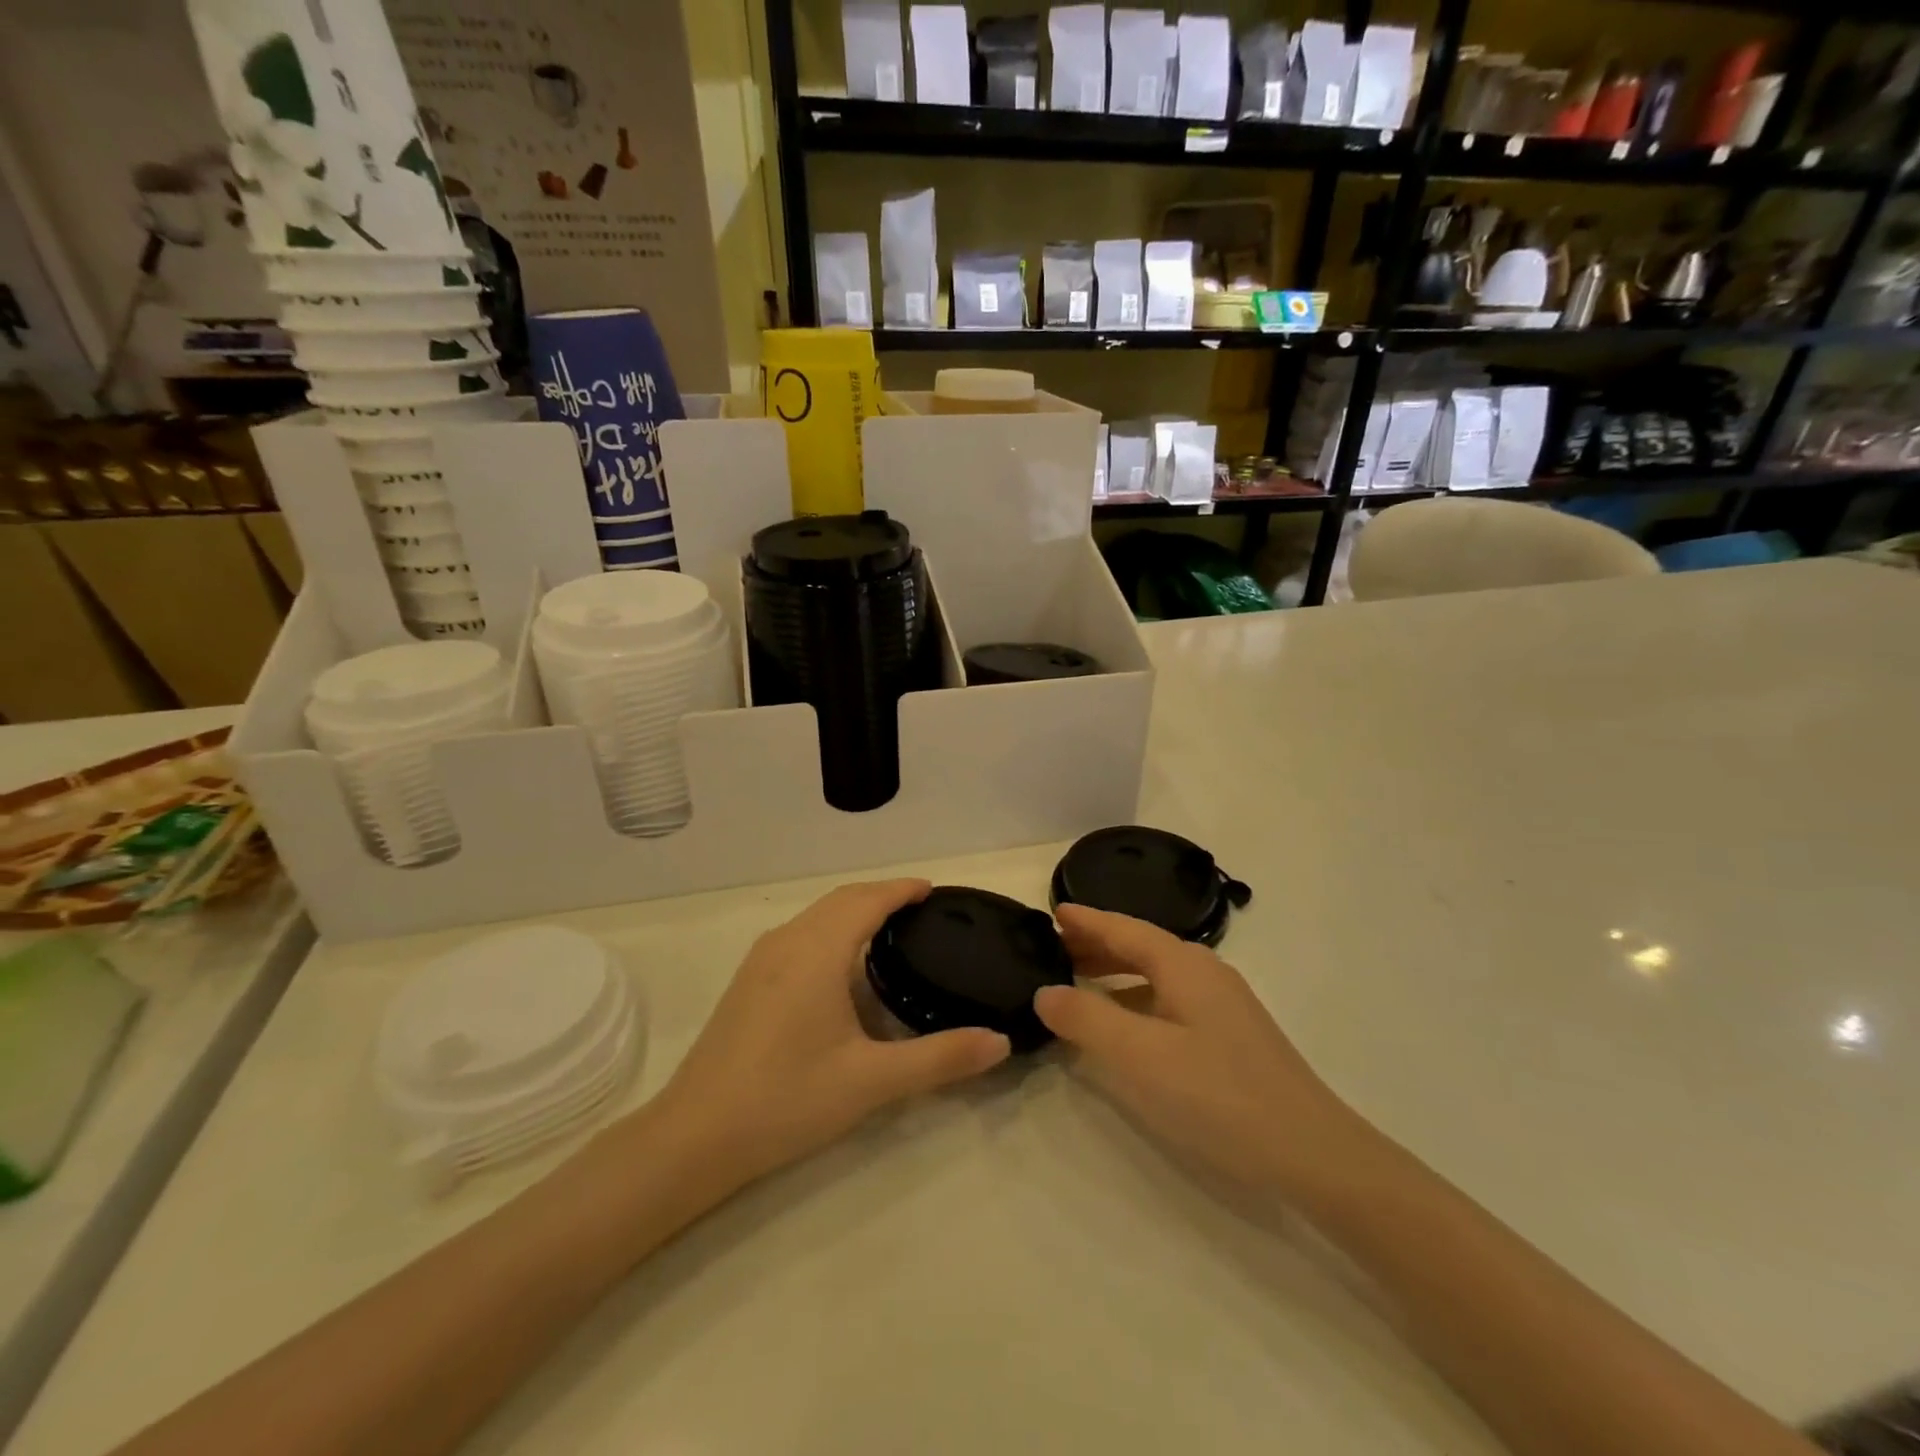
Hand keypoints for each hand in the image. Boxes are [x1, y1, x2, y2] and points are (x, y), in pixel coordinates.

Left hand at [655, 879, 1010, 1187]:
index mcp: (819, 950)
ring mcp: (762, 960)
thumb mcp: (872, 1081)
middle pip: (842, 900)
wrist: (694, 1136)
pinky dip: (832, 931)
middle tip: (921, 912)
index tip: (934, 891)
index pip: (868, 899)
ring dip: (854, 912)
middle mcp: (788, 941)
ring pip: (817, 916)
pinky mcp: (748, 981)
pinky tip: (843, 969)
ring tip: (890, 933)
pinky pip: (800, 935)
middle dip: (882, 896)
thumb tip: (999, 1042)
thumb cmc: (787, 1099)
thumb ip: (940, 1058)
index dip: (903, 889)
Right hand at [1035, 904, 1357, 1201]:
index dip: (1087, 920)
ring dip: (1115, 973)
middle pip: (1140, 947)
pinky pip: (1168, 1000)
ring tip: (1077, 981)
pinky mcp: (1228, 1035)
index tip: (1053, 912)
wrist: (1312, 1152)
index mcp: (1183, 965)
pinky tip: (1122, 1026)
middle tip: (1052, 948)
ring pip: (1155, 974)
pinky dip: (1135, 999)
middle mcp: (1204, 973)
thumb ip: (1087, 1019)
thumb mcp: (1141, 1056)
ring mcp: (1221, 1004)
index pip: (1124, 929)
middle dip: (1096, 944)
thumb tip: (1045, 991)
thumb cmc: (1219, 1095)